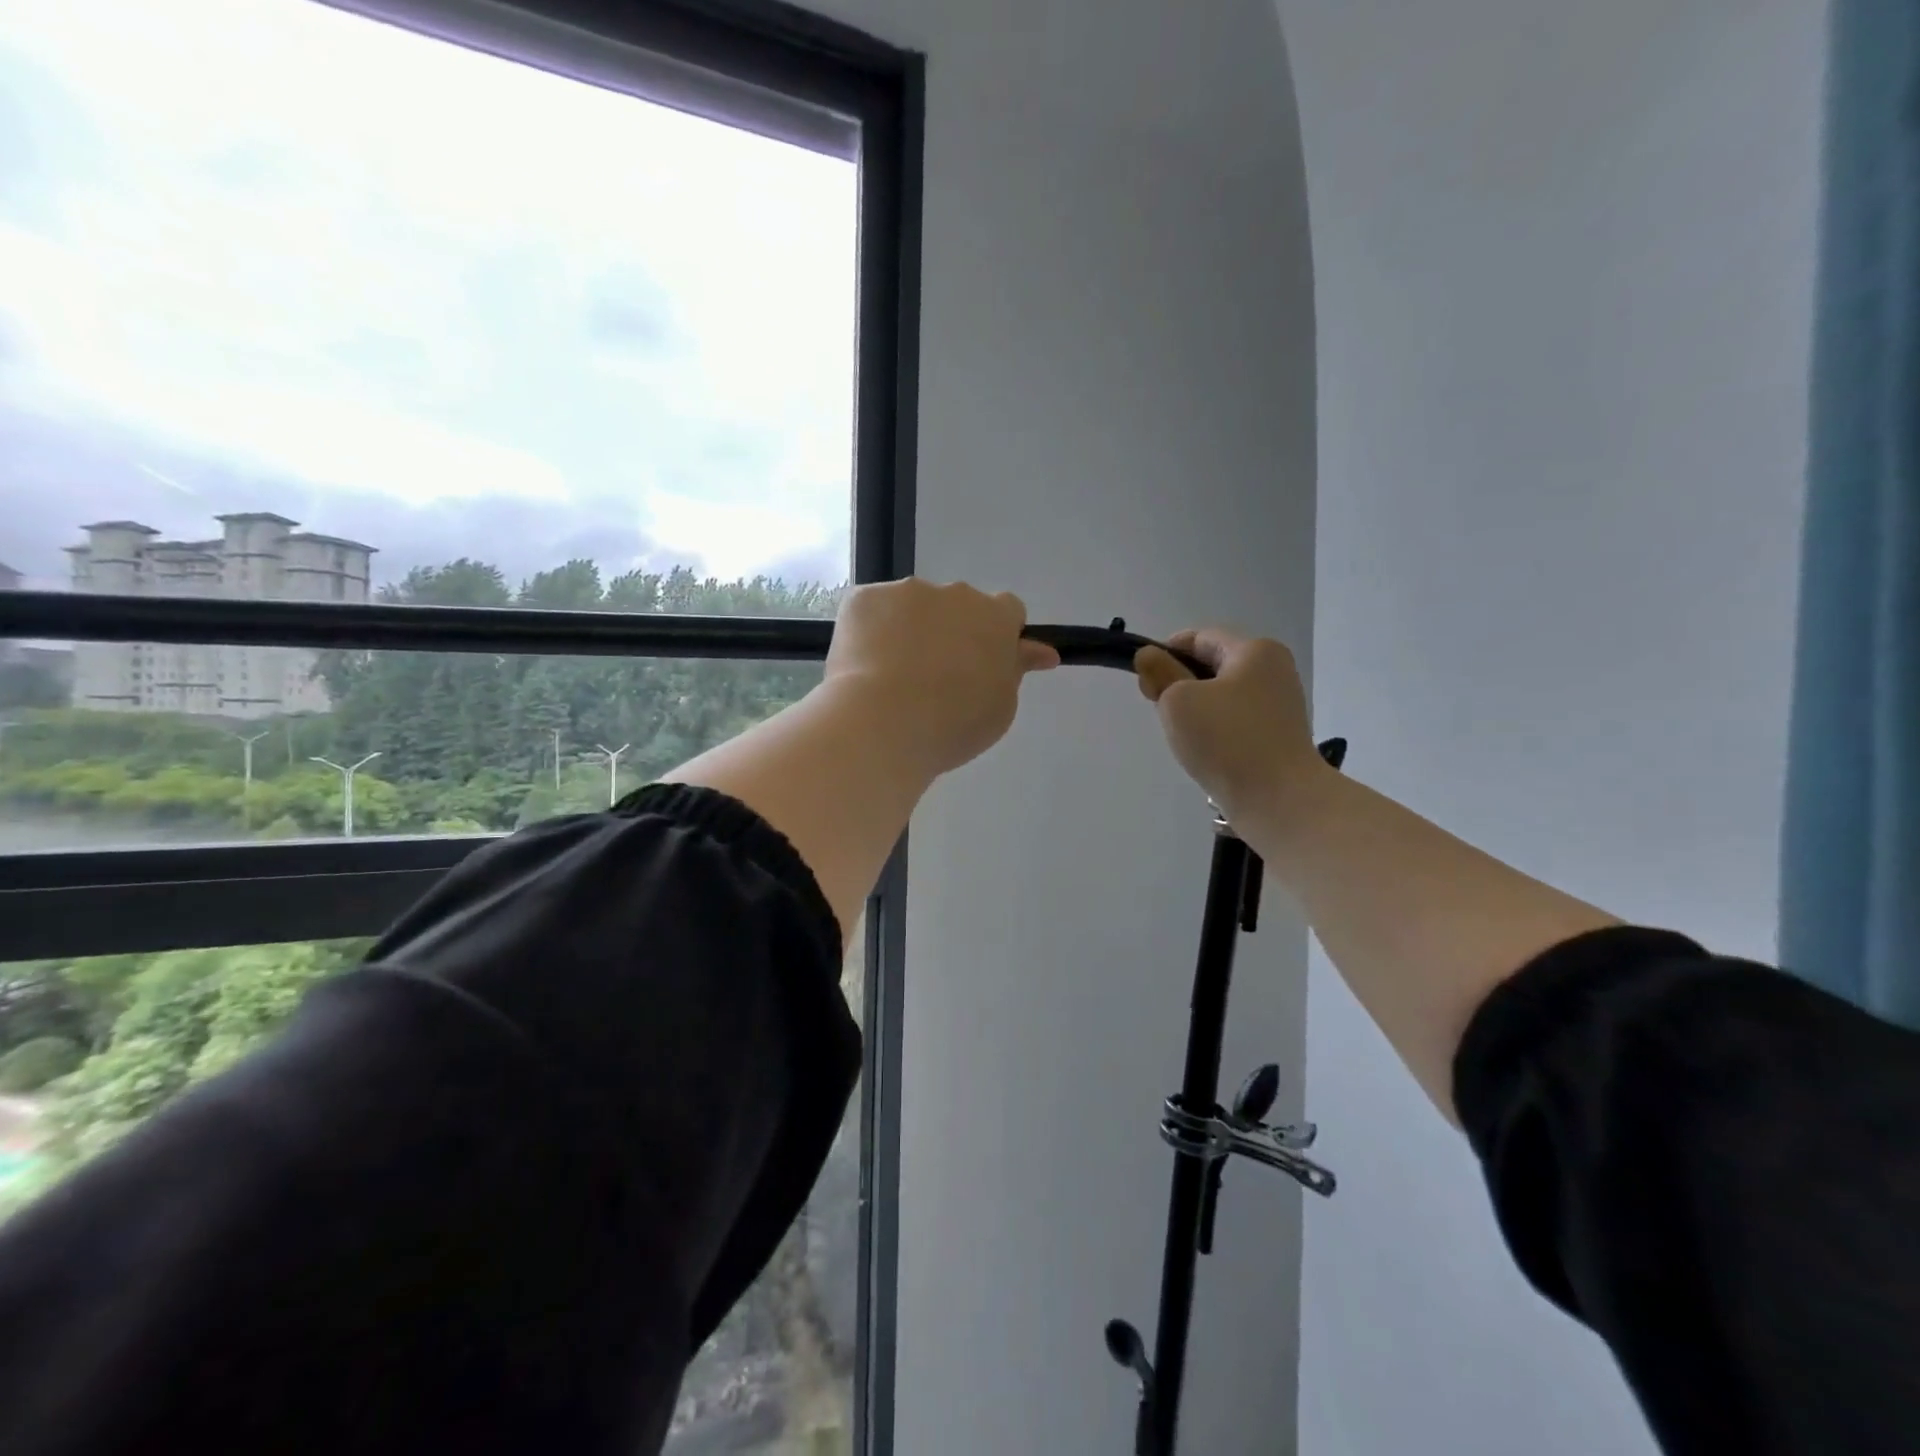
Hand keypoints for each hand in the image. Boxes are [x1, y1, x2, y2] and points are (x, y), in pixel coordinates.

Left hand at [825, 579, 1058, 776]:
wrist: (882, 723)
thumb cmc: (953, 724)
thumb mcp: (1001, 707)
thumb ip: (1015, 670)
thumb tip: (1039, 651)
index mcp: (995, 617)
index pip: (1008, 611)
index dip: (997, 635)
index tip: (983, 664)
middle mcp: (954, 594)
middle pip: (958, 606)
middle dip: (952, 632)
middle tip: (935, 678)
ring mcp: (905, 592)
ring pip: (913, 607)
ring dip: (910, 630)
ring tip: (893, 678)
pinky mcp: (863, 598)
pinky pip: (873, 610)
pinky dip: (871, 632)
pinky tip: (864, 666)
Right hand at [1134, 628, 1327, 822]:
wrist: (1279, 800)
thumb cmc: (1226, 740)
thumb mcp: (1179, 700)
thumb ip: (1160, 674)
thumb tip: (1148, 656)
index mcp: (1255, 650)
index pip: (1199, 637)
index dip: (1165, 652)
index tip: (1145, 680)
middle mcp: (1273, 670)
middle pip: (1212, 665)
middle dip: (1179, 682)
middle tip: (1158, 709)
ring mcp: (1279, 704)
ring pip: (1222, 694)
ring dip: (1195, 709)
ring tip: (1182, 735)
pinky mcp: (1278, 735)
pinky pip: (1235, 720)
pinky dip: (1214, 729)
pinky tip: (1203, 750)